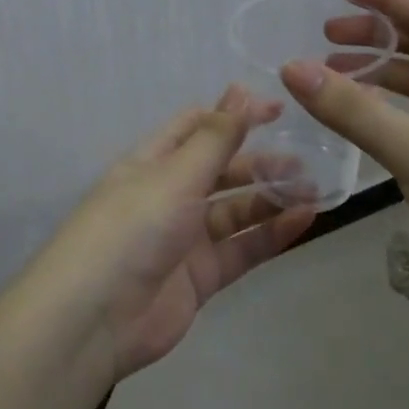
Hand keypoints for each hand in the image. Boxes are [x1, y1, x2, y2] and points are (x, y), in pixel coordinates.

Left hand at [34, 86, 316, 386]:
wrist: (95, 319)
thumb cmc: (133, 228)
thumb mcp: (175, 175)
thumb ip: (215, 138)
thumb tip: (241, 89)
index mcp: (153, 161)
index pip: (198, 127)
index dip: (235, 115)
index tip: (279, 111)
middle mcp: (169, 194)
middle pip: (221, 169)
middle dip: (260, 162)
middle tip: (306, 159)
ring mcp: (185, 237)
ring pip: (236, 210)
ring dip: (271, 198)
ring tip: (313, 189)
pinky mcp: (200, 277)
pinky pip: (241, 249)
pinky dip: (270, 235)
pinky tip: (303, 220)